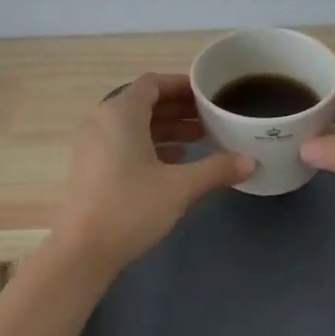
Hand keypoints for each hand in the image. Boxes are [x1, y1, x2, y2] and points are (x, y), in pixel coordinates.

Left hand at [49, 73, 253, 271]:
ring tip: (200, 138)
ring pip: (134, 125)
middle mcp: (102, 121)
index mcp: (120, 114)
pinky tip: (175, 162)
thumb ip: (216, 169)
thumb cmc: (131, 208)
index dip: (181, 85)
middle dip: (178, 108)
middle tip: (211, 117)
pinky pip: (124, 143)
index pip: (153, 83)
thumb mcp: (180, 187)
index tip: (208, 94)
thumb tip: (251, 161)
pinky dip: (149, 145)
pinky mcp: (91, 168)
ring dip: (166, 128)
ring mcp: (92, 145)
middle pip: (144, 103)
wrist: (83, 252)